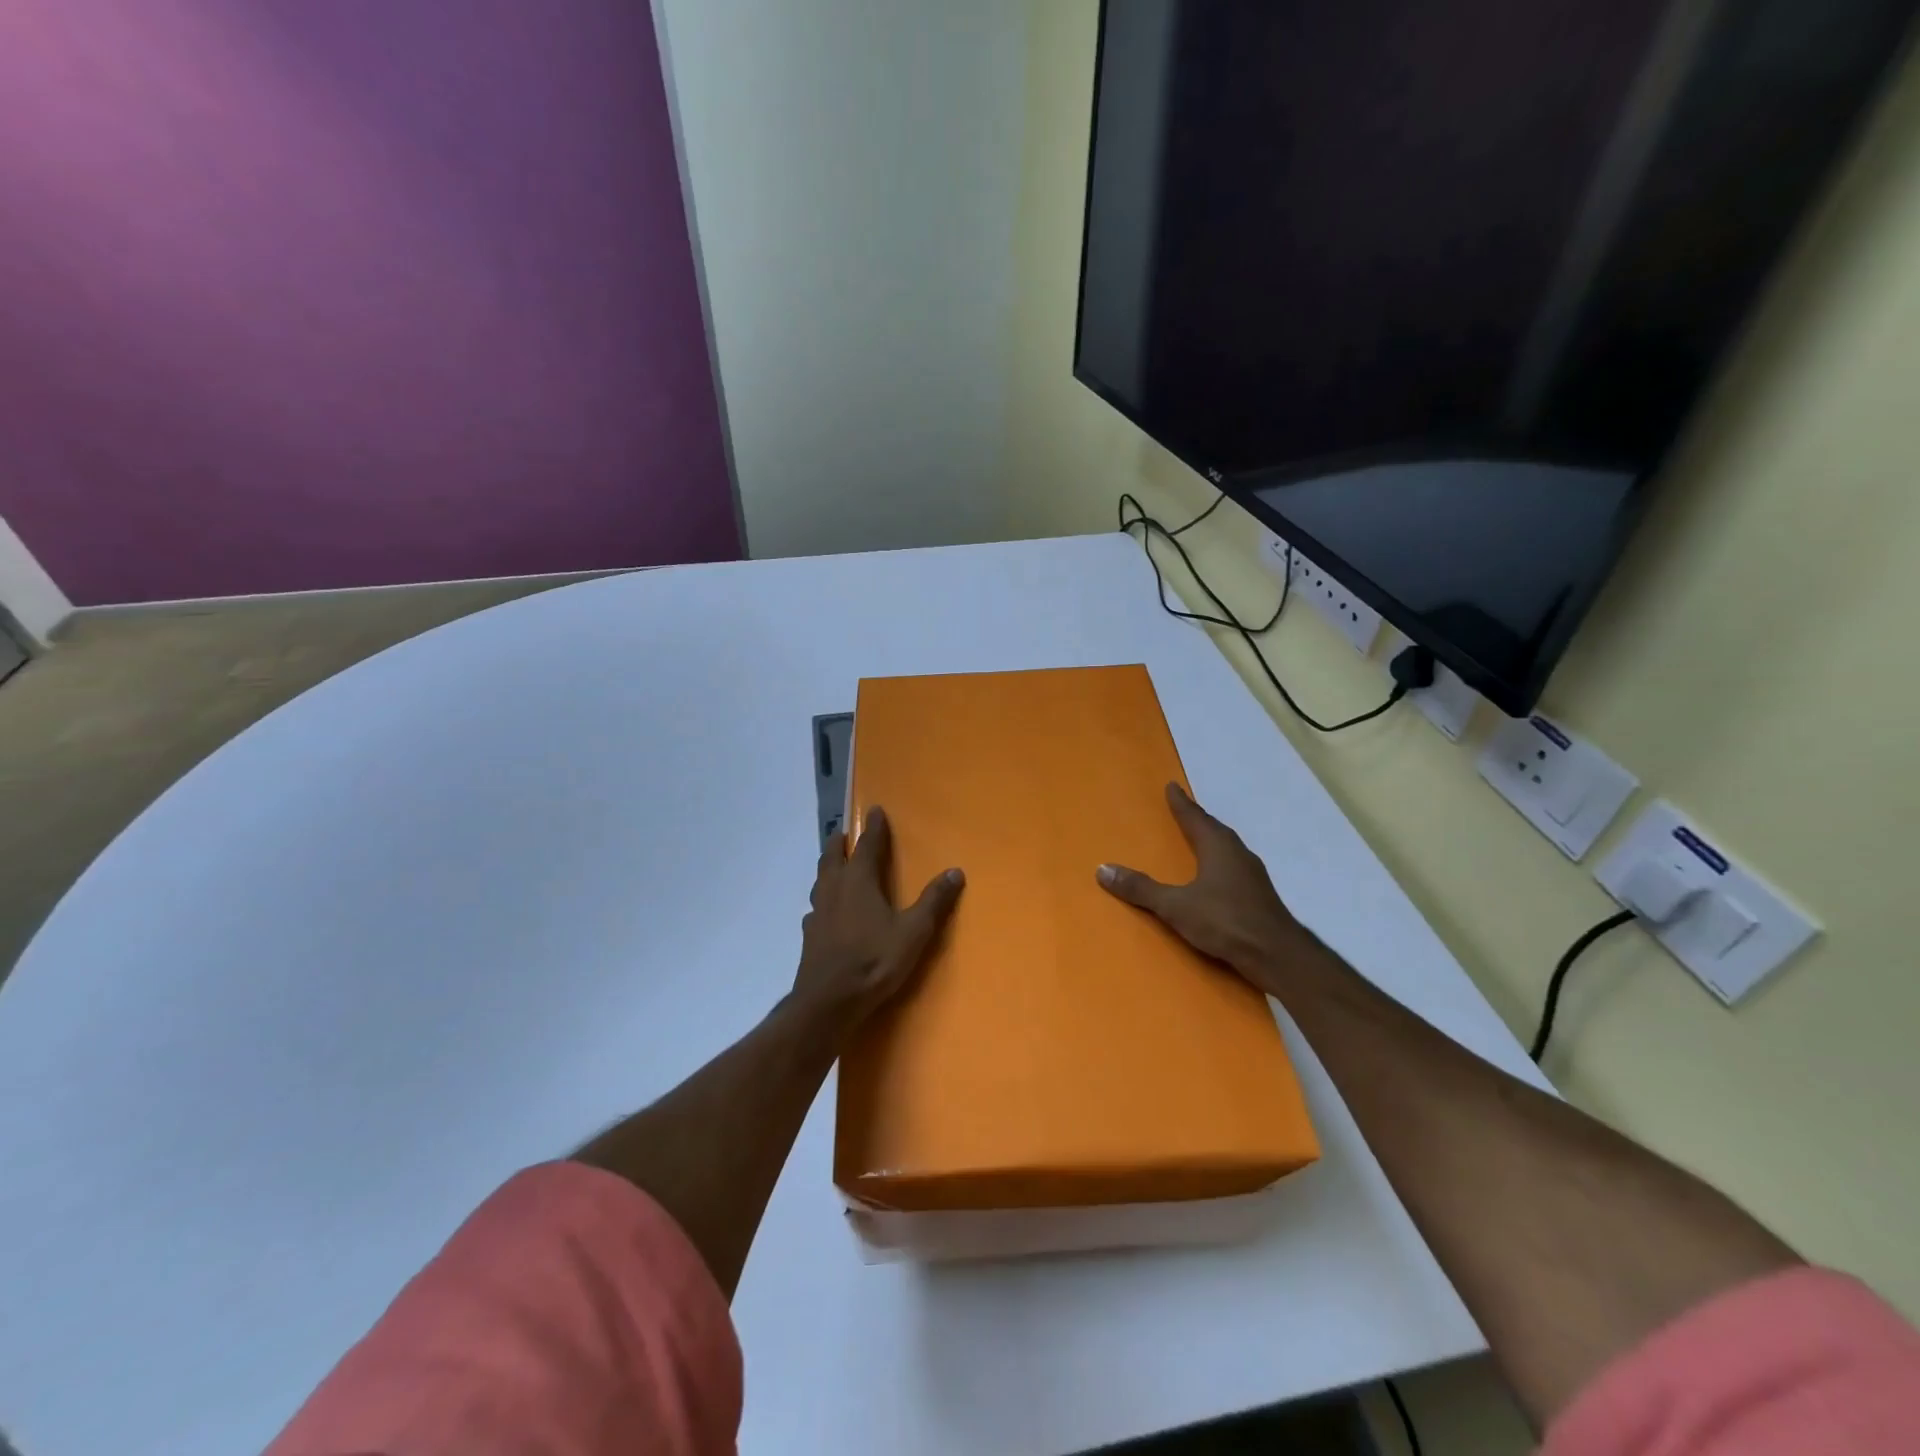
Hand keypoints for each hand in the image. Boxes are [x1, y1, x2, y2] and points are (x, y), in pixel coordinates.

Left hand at [793, 806, 964, 1028]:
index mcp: (859, 881)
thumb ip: (934, 901)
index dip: (874, 827)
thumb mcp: (914, 931)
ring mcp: (817, 912)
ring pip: (820, 880)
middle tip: (843, 833)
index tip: (876, 809)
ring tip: (833, 866)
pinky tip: (824, 912)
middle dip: (839, 843)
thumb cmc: (874, 960)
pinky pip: (815, 908)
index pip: (868, 845)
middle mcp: (834, 889)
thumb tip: (955, 871)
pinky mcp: (808, 935)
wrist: (829, 1001)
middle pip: (833, 857)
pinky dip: (822, 901)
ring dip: (827, 867)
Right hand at [1097, 782, 1309, 995]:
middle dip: (1197, 819)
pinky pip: (1234, 868)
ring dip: (1211, 841)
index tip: (1172, 786)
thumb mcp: (1175, 906)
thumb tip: (1103, 869)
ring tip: (1197, 840)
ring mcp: (1252, 875)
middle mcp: (1238, 854)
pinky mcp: (1259, 896)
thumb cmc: (1225, 921)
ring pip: (1227, 849)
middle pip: (1214, 829)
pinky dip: (1220, 863)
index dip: (1181, 803)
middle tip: (1182, 810)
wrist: (1277, 955)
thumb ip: (1141, 889)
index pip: (1195, 817)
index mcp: (1218, 847)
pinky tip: (1216, 877)